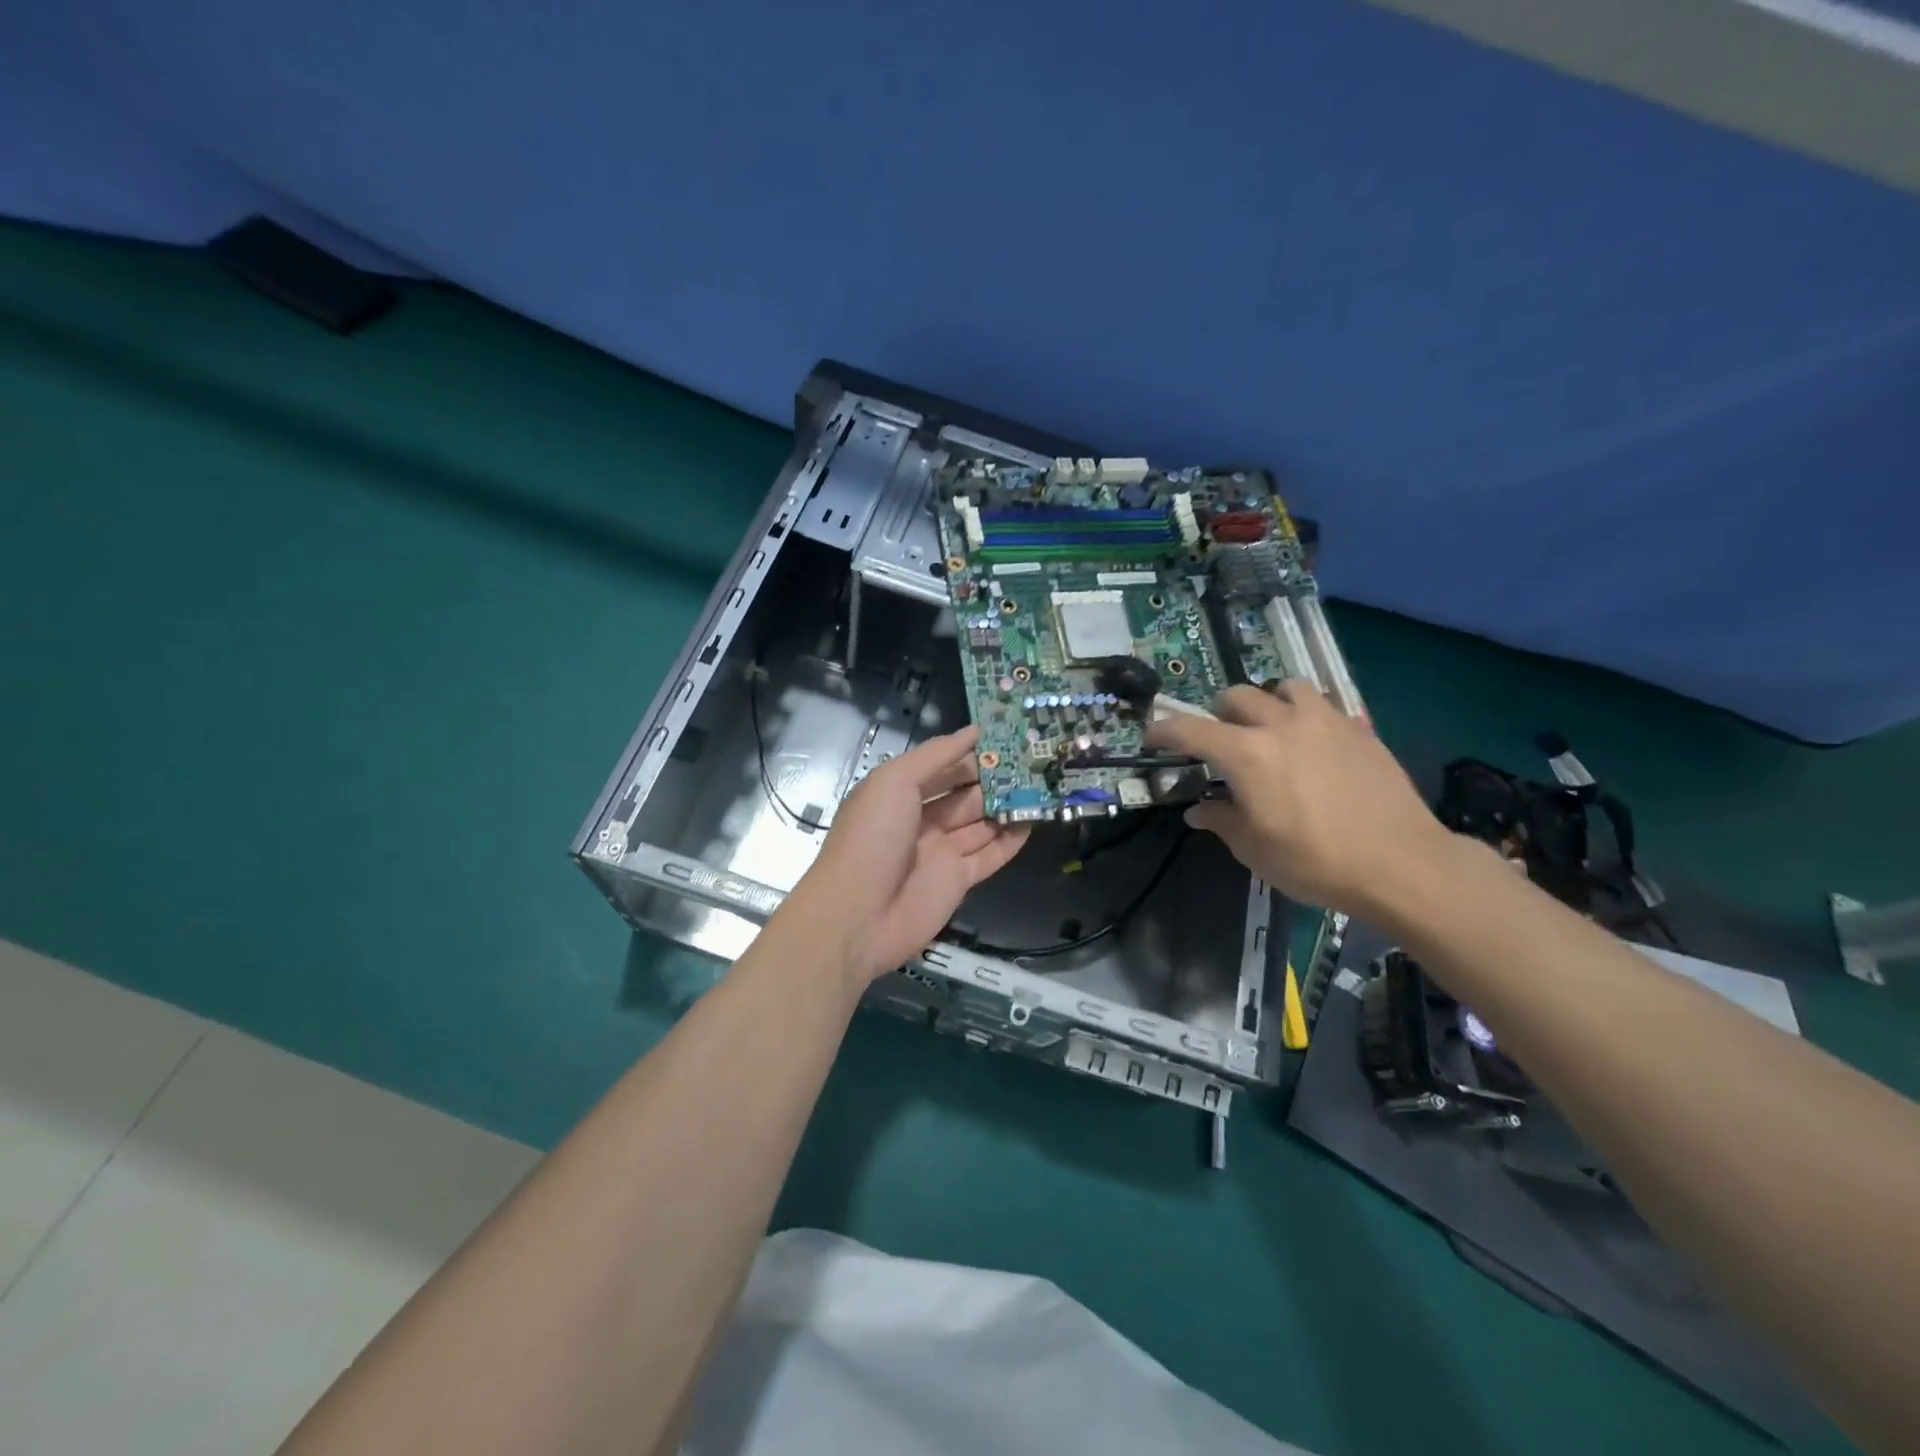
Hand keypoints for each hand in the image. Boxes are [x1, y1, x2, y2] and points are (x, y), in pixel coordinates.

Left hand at [781, 726, 1029, 984]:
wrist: (858, 914)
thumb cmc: (872, 837)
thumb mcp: (895, 782)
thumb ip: (935, 755)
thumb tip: (973, 730)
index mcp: (899, 794)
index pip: (941, 768)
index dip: (970, 754)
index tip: (1006, 738)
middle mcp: (920, 820)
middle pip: (964, 795)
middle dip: (995, 780)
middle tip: (1033, 761)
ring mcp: (940, 852)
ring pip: (981, 824)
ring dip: (1008, 807)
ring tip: (1044, 786)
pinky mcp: (958, 881)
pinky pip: (990, 856)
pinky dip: (1011, 840)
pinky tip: (1034, 821)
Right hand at [1145, 682, 1450, 913]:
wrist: (1402, 864)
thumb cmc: (1316, 861)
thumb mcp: (1254, 849)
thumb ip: (1221, 820)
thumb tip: (1199, 809)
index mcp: (1246, 754)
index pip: (1189, 729)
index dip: (1164, 731)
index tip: (1153, 738)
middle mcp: (1280, 724)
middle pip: (1236, 697)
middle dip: (1219, 715)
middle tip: (1221, 742)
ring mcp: (1324, 721)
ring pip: (1285, 687)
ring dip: (1269, 703)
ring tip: (1272, 729)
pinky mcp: (1359, 728)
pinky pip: (1325, 705)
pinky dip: (1309, 716)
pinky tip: (1316, 743)